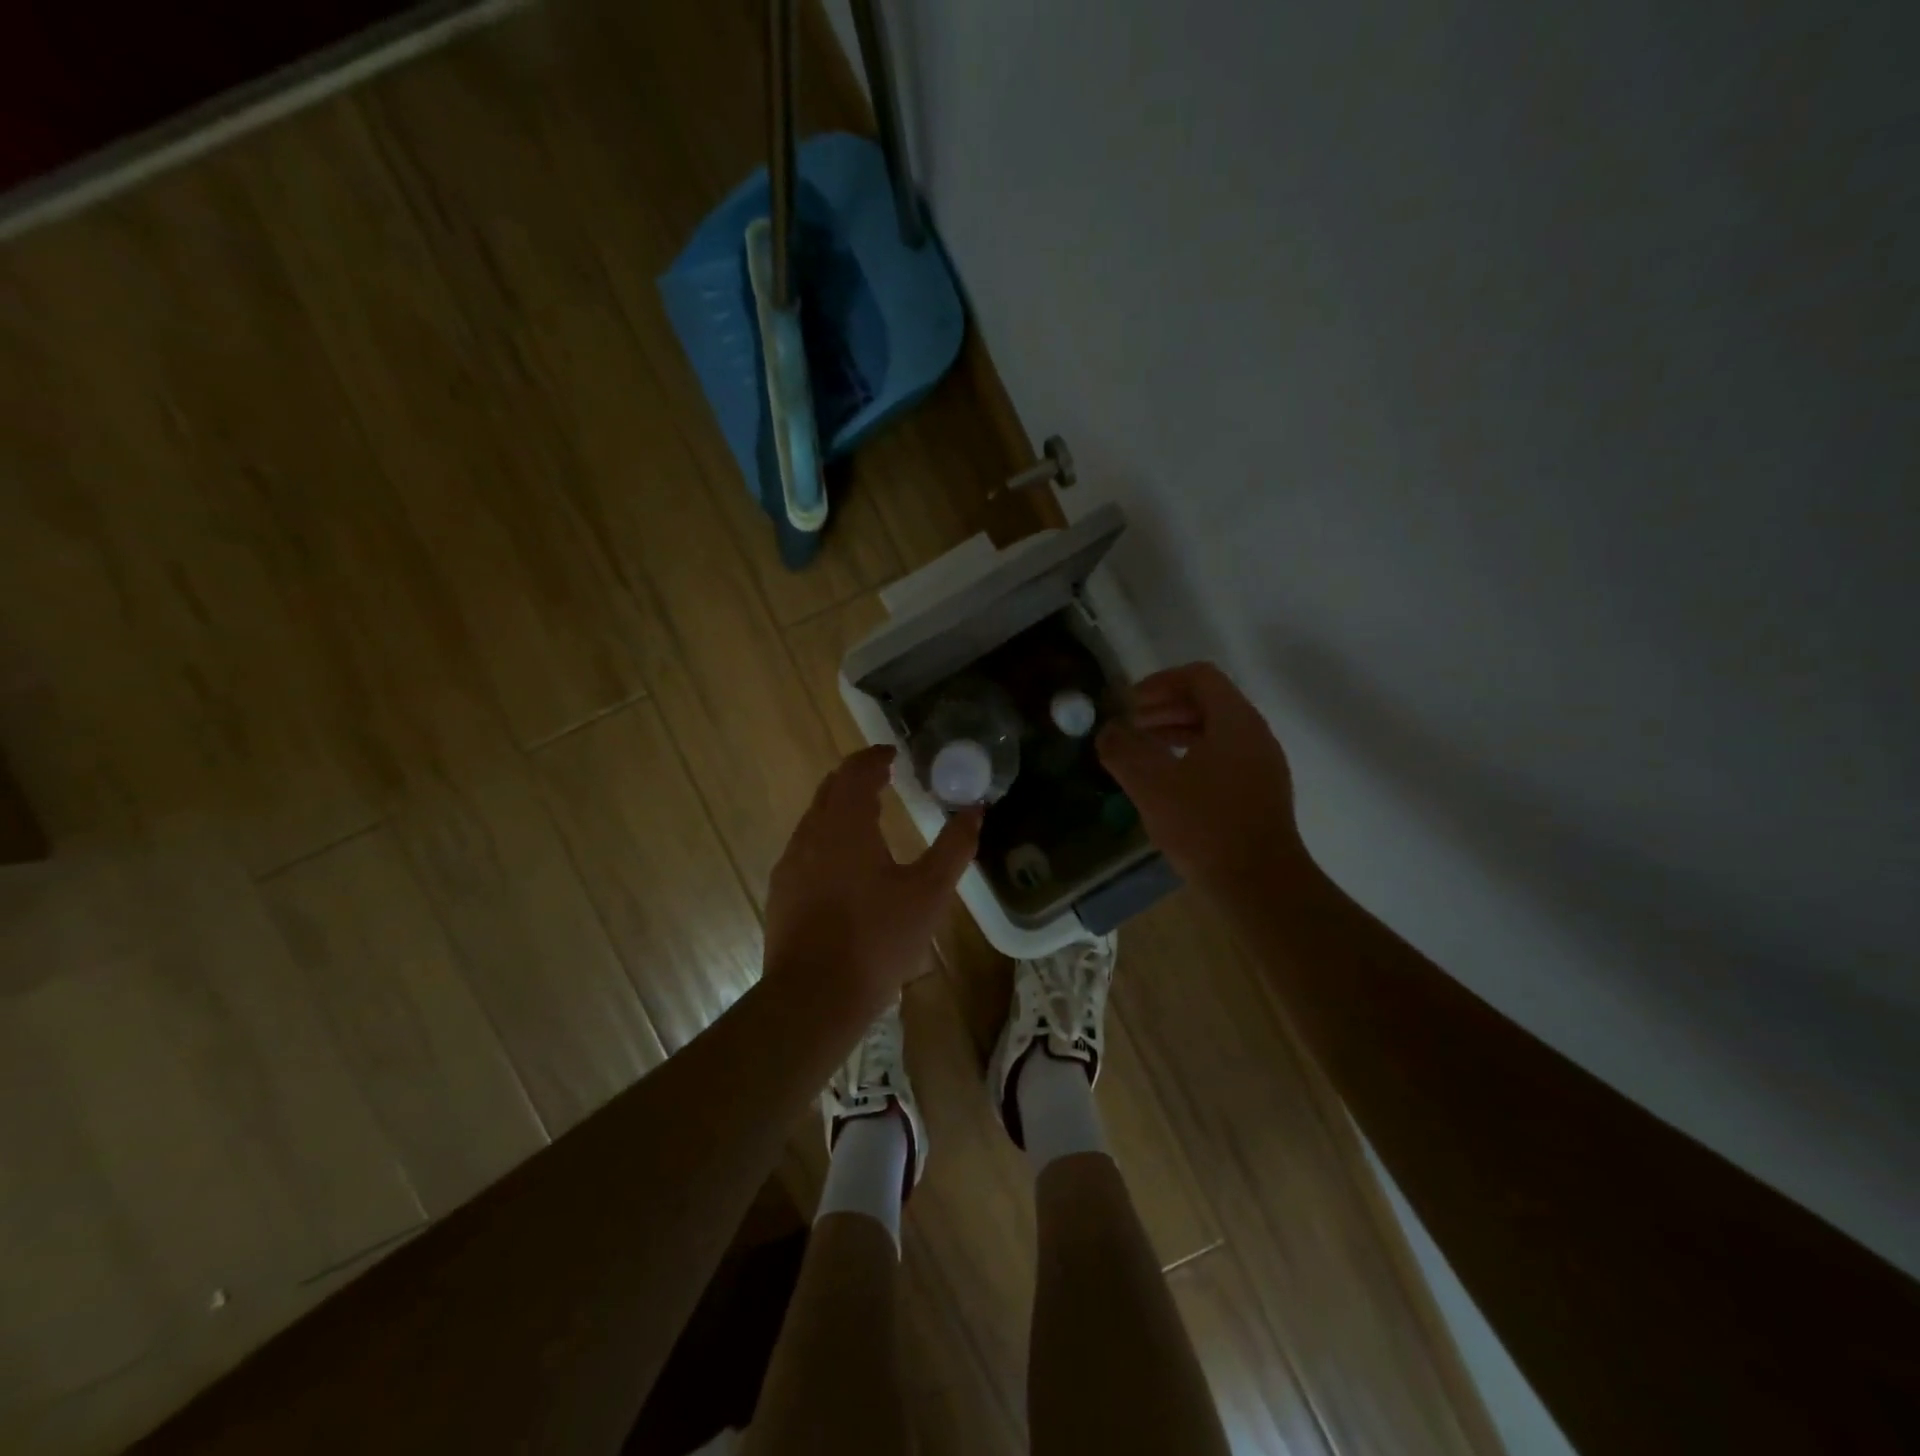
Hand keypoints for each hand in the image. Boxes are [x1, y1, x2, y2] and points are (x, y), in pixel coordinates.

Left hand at [764, 746, 980, 1026]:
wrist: (813, 997)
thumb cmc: (877, 939)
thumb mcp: (929, 893)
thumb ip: (954, 847)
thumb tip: (975, 810)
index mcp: (845, 824)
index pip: (855, 771)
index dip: (874, 757)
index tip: (893, 754)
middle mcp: (811, 834)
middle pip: (830, 790)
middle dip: (856, 779)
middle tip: (883, 778)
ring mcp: (790, 864)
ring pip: (815, 819)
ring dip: (840, 809)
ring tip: (868, 819)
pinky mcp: (782, 892)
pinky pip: (806, 848)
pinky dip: (827, 839)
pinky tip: (845, 866)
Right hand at [1098, 663, 1307, 893]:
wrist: (1260, 885)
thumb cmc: (1205, 827)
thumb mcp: (1151, 785)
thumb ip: (1123, 750)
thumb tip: (1107, 730)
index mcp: (1235, 721)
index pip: (1199, 676)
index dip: (1159, 682)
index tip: (1129, 703)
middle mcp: (1254, 734)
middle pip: (1208, 700)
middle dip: (1165, 706)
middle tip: (1130, 724)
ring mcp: (1262, 764)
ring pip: (1216, 730)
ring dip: (1176, 730)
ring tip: (1142, 749)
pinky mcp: (1260, 791)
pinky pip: (1223, 755)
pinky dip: (1192, 754)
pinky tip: (1168, 780)